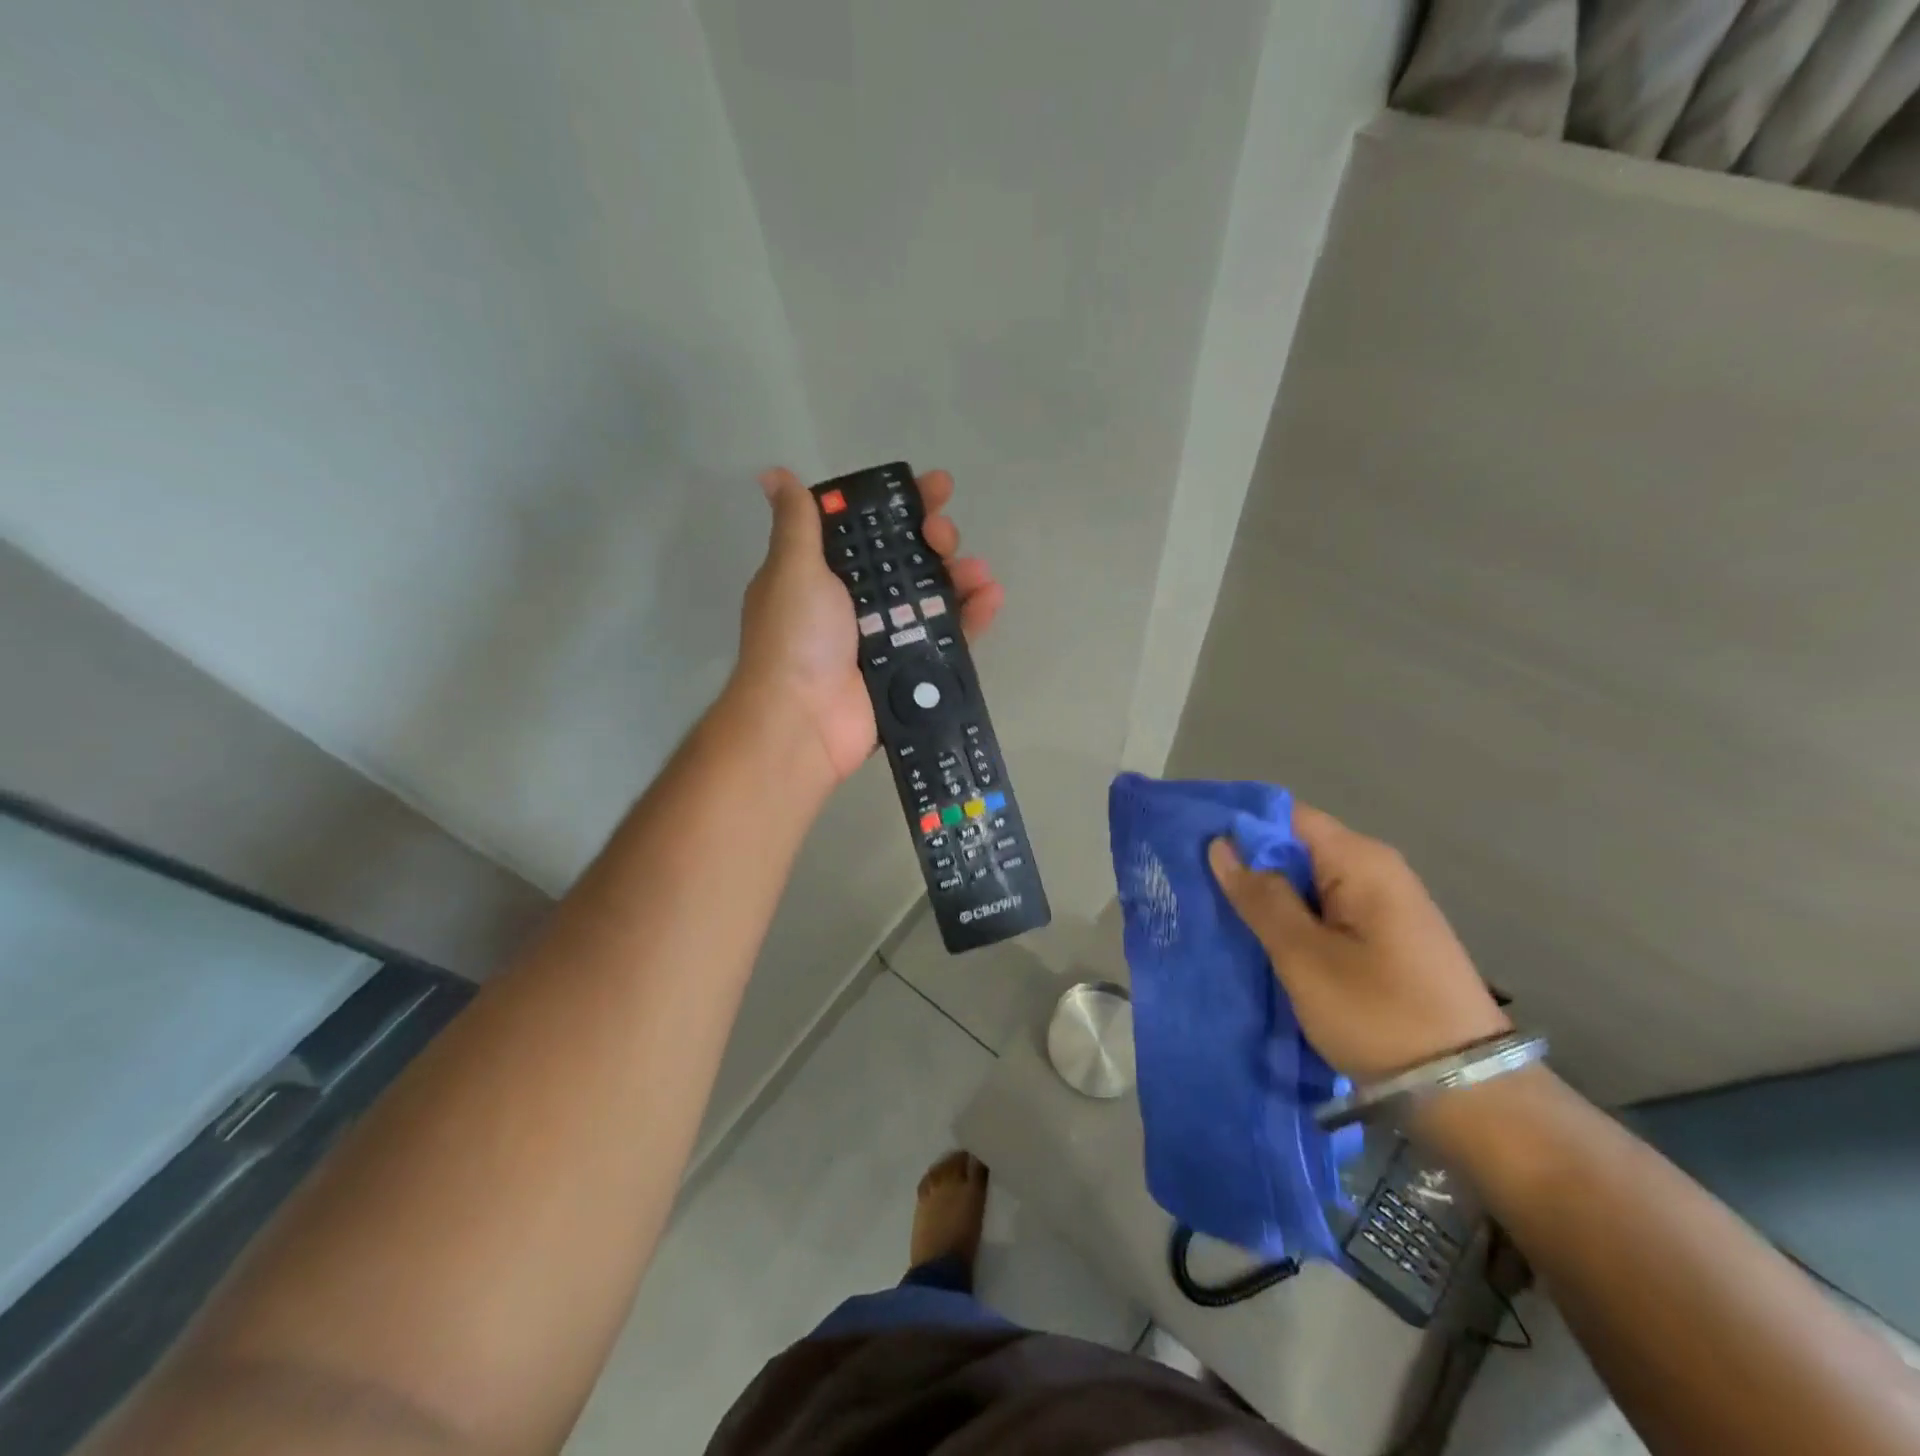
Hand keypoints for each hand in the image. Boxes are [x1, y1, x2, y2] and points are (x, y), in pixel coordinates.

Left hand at [734, 467, 1005, 784]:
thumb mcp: (792, 570)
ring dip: (960, 576)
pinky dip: (971, 617)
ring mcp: (888, 637)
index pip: (871, 527)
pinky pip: (949, 637)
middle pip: (908, 559)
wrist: (803, 721)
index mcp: (827, 572)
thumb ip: (797, 523)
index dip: (903, 504)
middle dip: (934, 539)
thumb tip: (774, 474)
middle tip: (943, 535)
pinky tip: (991, 597)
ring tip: (978, 570)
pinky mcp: (911, 669)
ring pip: (934, 596)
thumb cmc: (796, 638)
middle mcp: (858, 601)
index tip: (935, 485)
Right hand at [1208, 806, 1509, 1081]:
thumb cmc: (1378, 1014)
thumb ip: (1261, 896)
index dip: (1238, 824)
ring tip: (1215, 910)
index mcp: (1360, 861)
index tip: (1191, 842)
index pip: (1286, 815)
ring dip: (1266, 894)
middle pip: (1296, 846)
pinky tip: (1259, 938)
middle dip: (1246, 862)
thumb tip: (1222, 845)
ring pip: (1307, 881)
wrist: (1469, 1093)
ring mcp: (1384, 904)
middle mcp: (1376, 869)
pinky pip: (1325, 909)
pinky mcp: (1385, 936)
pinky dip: (1291, 917)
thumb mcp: (1304, 956)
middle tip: (1193, 883)